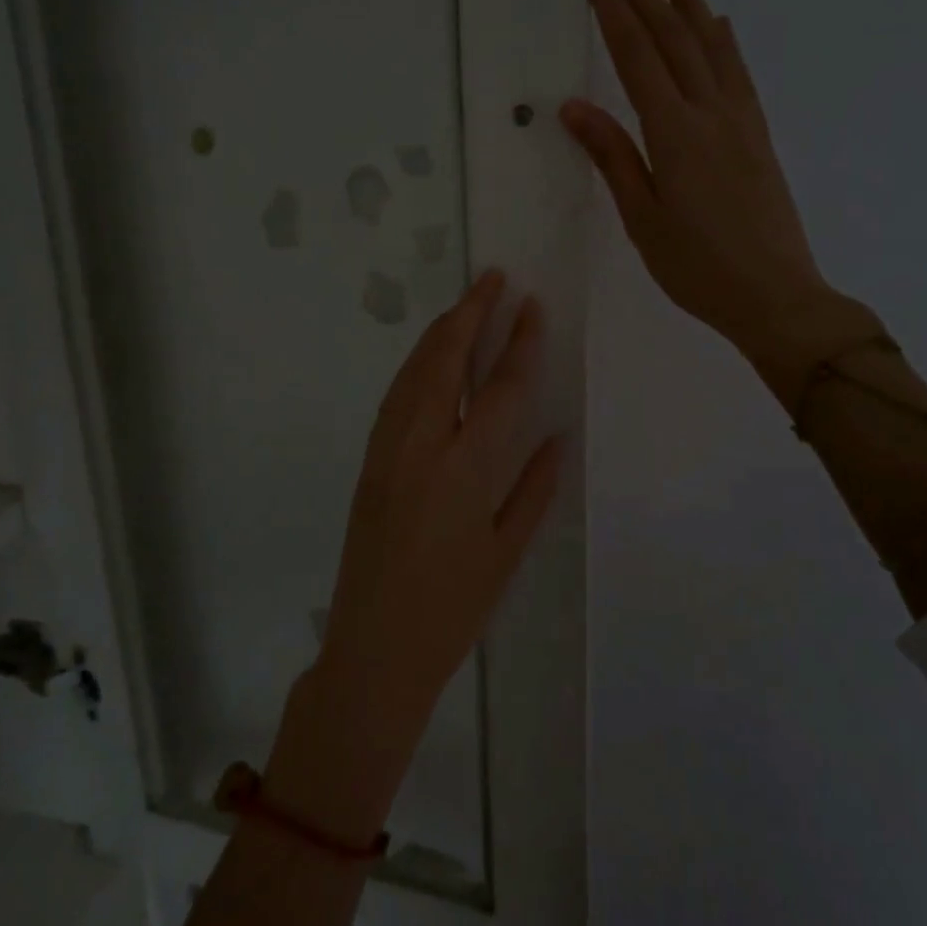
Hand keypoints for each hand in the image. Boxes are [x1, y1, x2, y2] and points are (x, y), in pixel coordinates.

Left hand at [263, 270, 562, 847]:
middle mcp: (421, 447)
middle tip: (493, 277)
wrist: (374, 648)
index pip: (501, 388)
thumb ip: (535, 488)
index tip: (532, 306)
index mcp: (465, 471)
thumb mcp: (506, 552)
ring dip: (440, 332)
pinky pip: (395, 397)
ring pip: (414, 372)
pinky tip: (432, 356)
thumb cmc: (452, 609)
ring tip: (466, 304)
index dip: (519, 342)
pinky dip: (417, 365)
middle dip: (471, 312)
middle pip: (446, 360)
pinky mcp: (369, 460)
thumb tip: (558, 436)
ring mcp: (387, 450)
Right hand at [563, 0, 831, 359]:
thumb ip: (614, 157)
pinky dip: (723, 41)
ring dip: (688, 4)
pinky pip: (737, 73)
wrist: (776, 296)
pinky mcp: (758, 135)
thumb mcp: (643, 219)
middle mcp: (711, 113)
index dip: (615, 8)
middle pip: (673, 40)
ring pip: (711, 47)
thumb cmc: (698, 268)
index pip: (637, 56)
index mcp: (675, 133)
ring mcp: (741, 121)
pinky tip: (718, 26)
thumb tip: (576, 108)